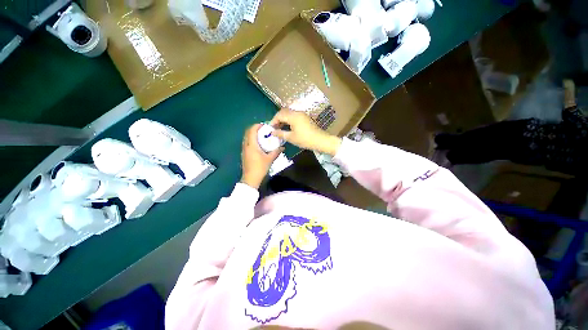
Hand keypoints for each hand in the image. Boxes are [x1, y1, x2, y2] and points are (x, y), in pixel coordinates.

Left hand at [241, 124, 282, 188]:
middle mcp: (246, 145)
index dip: (257, 126)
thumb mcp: (270, 159)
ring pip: (246, 137)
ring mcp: (244, 149)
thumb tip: (283, 147)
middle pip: (247, 132)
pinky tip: (258, 144)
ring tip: (262, 136)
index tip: (264, 125)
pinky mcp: (244, 153)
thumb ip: (276, 152)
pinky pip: (246, 142)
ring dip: (253, 134)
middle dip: (255, 129)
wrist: (250, 178)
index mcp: (252, 145)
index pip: (252, 130)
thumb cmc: (260, 168)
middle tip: (264, 130)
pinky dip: (251, 139)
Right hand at [270, 109, 341, 155]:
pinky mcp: (305, 118)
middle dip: (277, 119)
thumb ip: (280, 133)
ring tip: (280, 128)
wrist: (320, 140)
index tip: (270, 129)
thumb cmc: (305, 139)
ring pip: (289, 113)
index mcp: (293, 116)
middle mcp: (297, 112)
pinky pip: (294, 116)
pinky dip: (288, 120)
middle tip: (274, 128)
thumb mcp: (291, 138)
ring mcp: (302, 114)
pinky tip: (287, 127)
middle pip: (284, 112)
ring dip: (283, 119)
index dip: (273, 121)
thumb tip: (272, 132)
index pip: (279, 115)